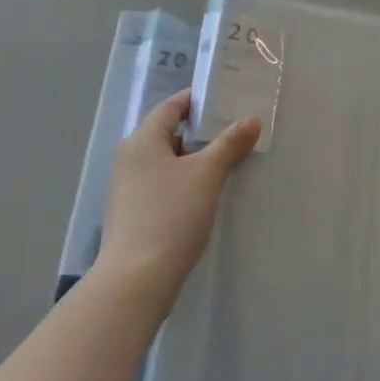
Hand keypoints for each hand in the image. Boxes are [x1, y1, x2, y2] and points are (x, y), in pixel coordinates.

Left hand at [99, 90, 259, 305]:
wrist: (136, 280)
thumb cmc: (172, 216)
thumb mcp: (208, 174)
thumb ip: (230, 143)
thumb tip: (251, 119)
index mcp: (142, 139)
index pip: (173, 106)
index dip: (200, 100)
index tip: (229, 100)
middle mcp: (130, 157)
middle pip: (170, 131)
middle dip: (203, 130)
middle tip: (236, 130)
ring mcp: (128, 187)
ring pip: (167, 159)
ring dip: (195, 157)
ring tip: (228, 160)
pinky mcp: (132, 212)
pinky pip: (162, 181)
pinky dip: (184, 179)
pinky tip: (206, 191)